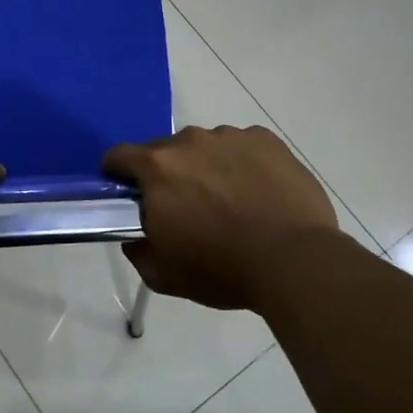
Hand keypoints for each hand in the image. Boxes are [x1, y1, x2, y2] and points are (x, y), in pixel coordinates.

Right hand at [102, 125, 340, 310]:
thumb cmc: (222, 269)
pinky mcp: (267, 141)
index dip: (116, 174)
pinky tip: (257, 193)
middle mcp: (190, 141)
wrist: (295, 261)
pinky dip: (242, 164)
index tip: (128, 194)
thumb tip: (135, 239)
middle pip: (164, 151)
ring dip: (206, 167)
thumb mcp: (165, 275)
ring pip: (205, 147)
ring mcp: (231, 137)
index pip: (118, 156)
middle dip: (166, 175)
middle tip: (185, 208)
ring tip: (229, 201)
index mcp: (158, 168)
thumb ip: (138, 252)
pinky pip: (242, 146)